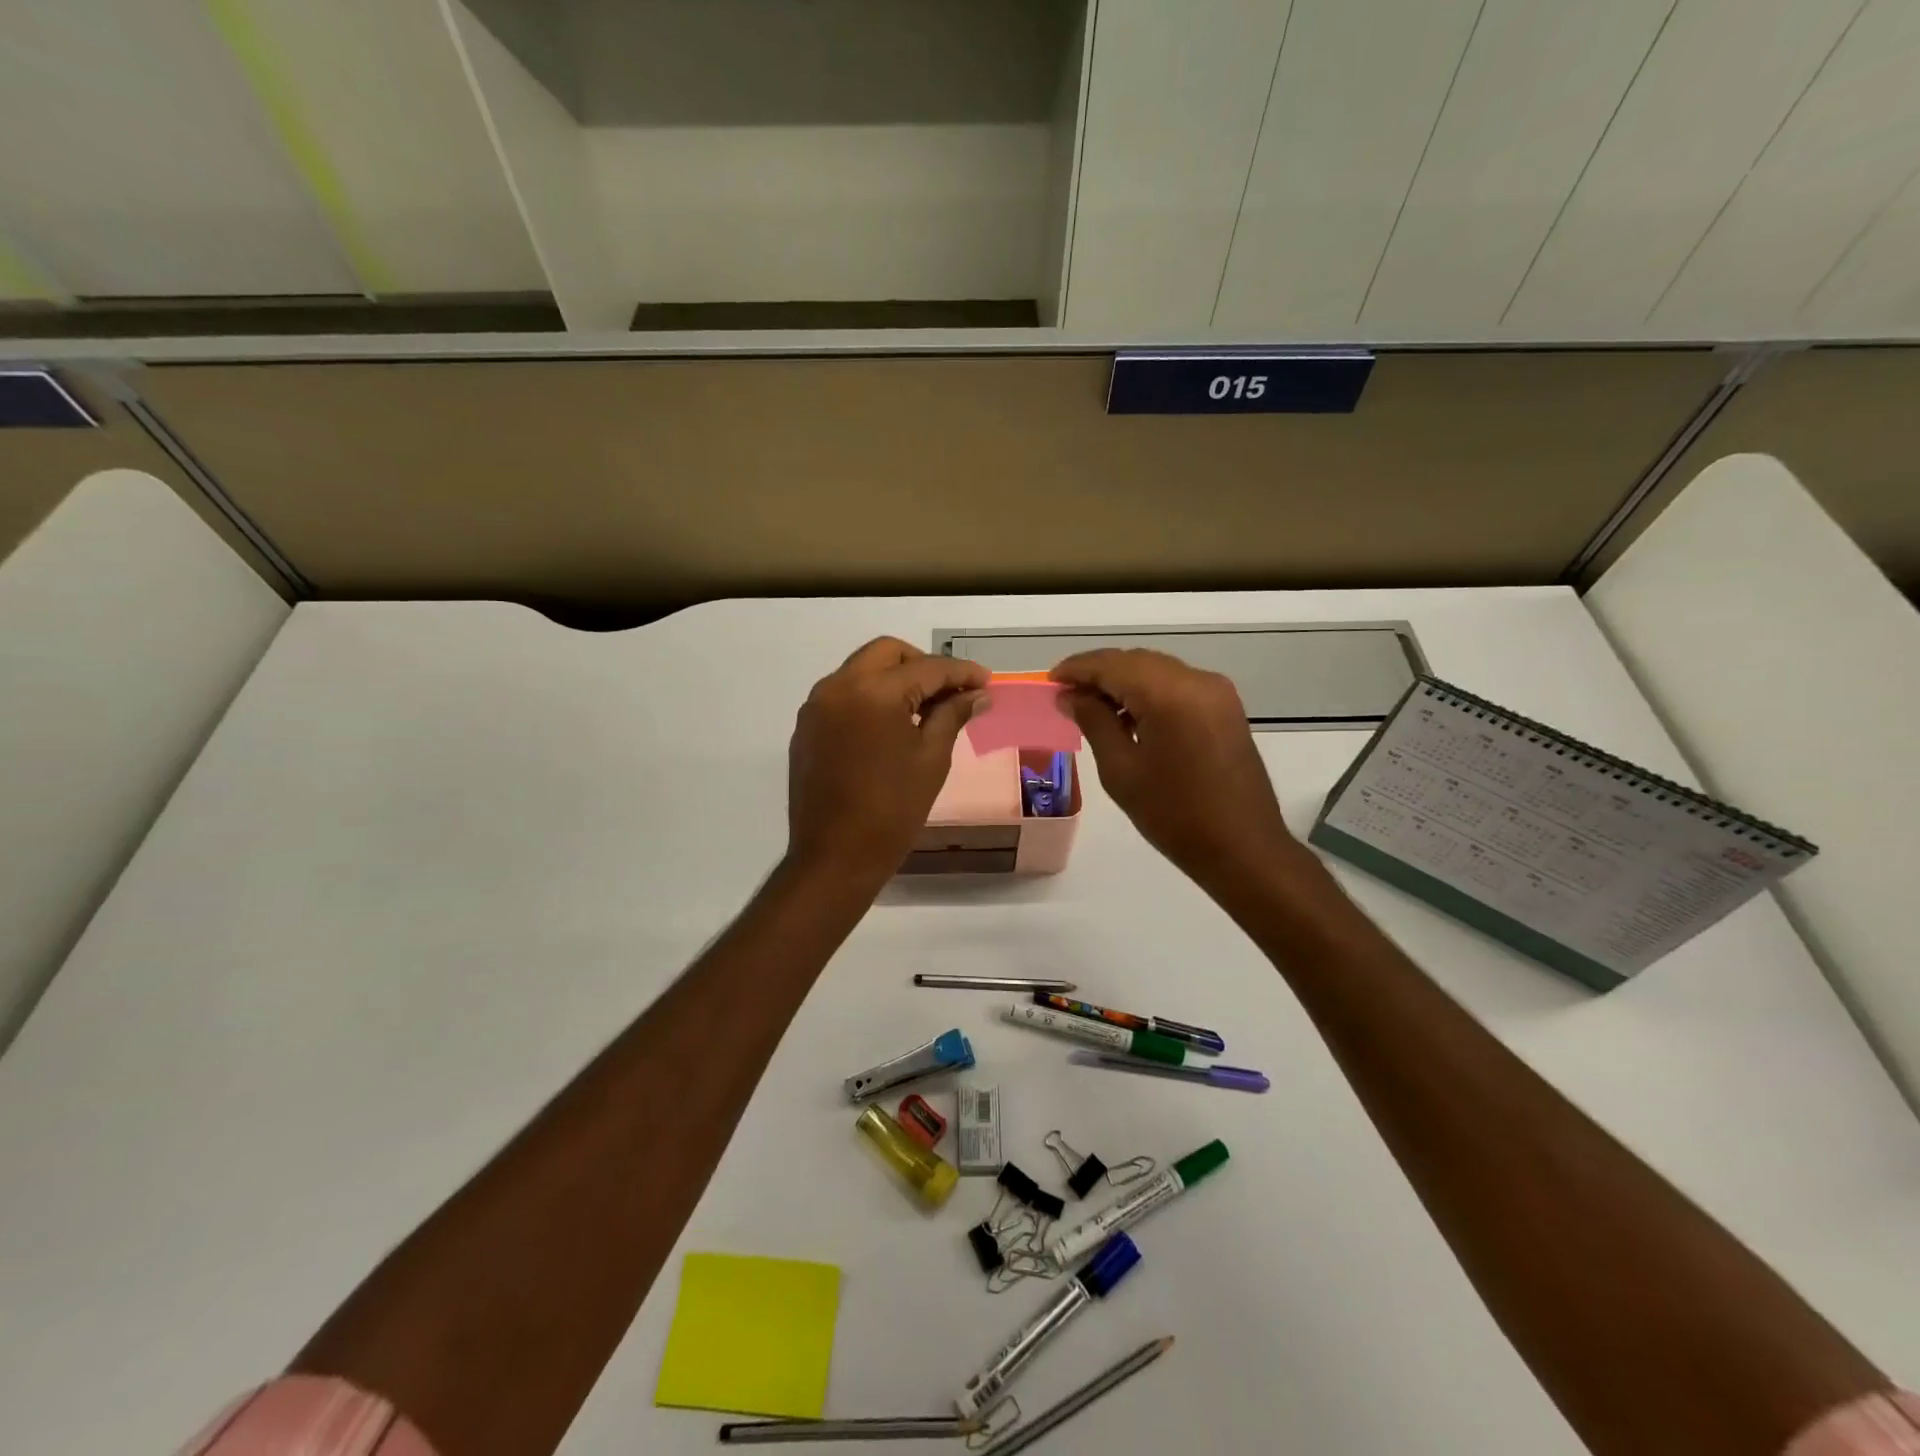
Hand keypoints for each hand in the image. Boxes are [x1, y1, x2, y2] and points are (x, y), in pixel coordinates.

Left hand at [786, 637, 987, 889]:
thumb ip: (952, 715)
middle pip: (887, 653)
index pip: (926, 667)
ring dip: (895, 679)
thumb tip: (977, 695)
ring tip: (926, 709)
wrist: (835, 857)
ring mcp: (817, 706)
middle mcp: (838, 686)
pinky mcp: (807, 727)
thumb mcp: (931, 759)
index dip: (961, 672)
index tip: (986, 682)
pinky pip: (844, 695)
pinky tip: (892, 725)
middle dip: (923, 665)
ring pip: (862, 670)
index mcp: (873, 692)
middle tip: (952, 691)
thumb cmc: (892, 810)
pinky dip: (871, 697)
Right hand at [1051, 648, 1302, 892]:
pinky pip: (1178, 685)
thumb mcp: (1121, 770)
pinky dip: (1149, 692)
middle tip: (1067, 696)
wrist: (1242, 848)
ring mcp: (1217, 692)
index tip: (1051, 681)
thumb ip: (1094, 722)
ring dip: (1124, 682)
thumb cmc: (1174, 815)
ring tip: (1093, 708)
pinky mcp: (1226, 708)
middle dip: (1099, 673)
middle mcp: (1197, 681)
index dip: (1078, 669)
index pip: (1112, 664)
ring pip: (1158, 670)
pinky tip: (1129, 717)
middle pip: (1136, 661)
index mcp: (1170, 694)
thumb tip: (1072, 696)